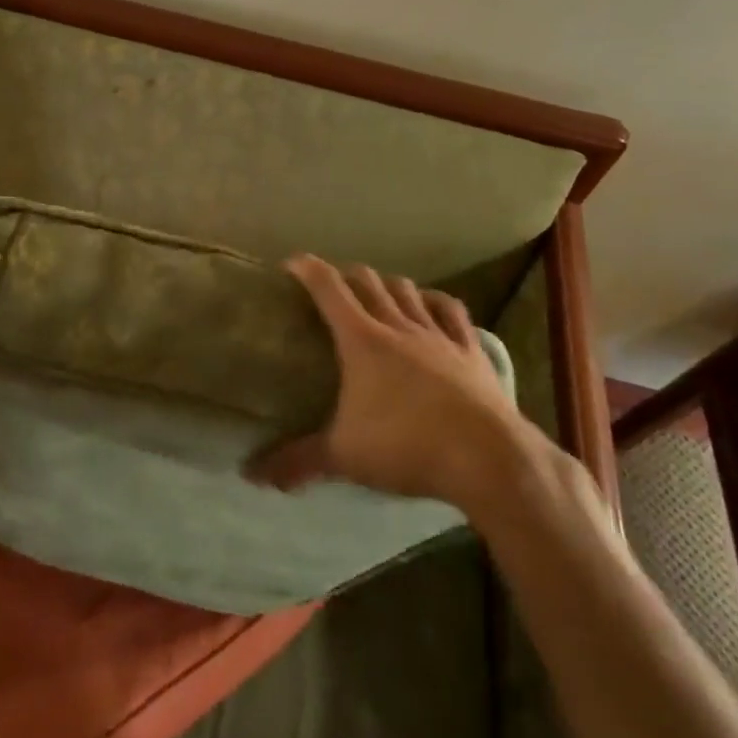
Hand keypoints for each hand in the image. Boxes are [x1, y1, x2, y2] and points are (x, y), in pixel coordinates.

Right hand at [246, 254, 537, 511]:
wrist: (486, 458)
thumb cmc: (406, 447)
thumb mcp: (344, 456)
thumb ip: (298, 461)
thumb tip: (252, 474)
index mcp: (361, 339)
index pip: (328, 287)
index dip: (307, 269)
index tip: (291, 264)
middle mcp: (397, 325)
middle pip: (368, 281)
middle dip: (346, 275)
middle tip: (332, 286)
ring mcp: (437, 334)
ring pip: (407, 290)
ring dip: (388, 284)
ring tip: (377, 293)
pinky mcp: (469, 350)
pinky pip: (452, 311)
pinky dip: (435, 302)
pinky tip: (430, 305)